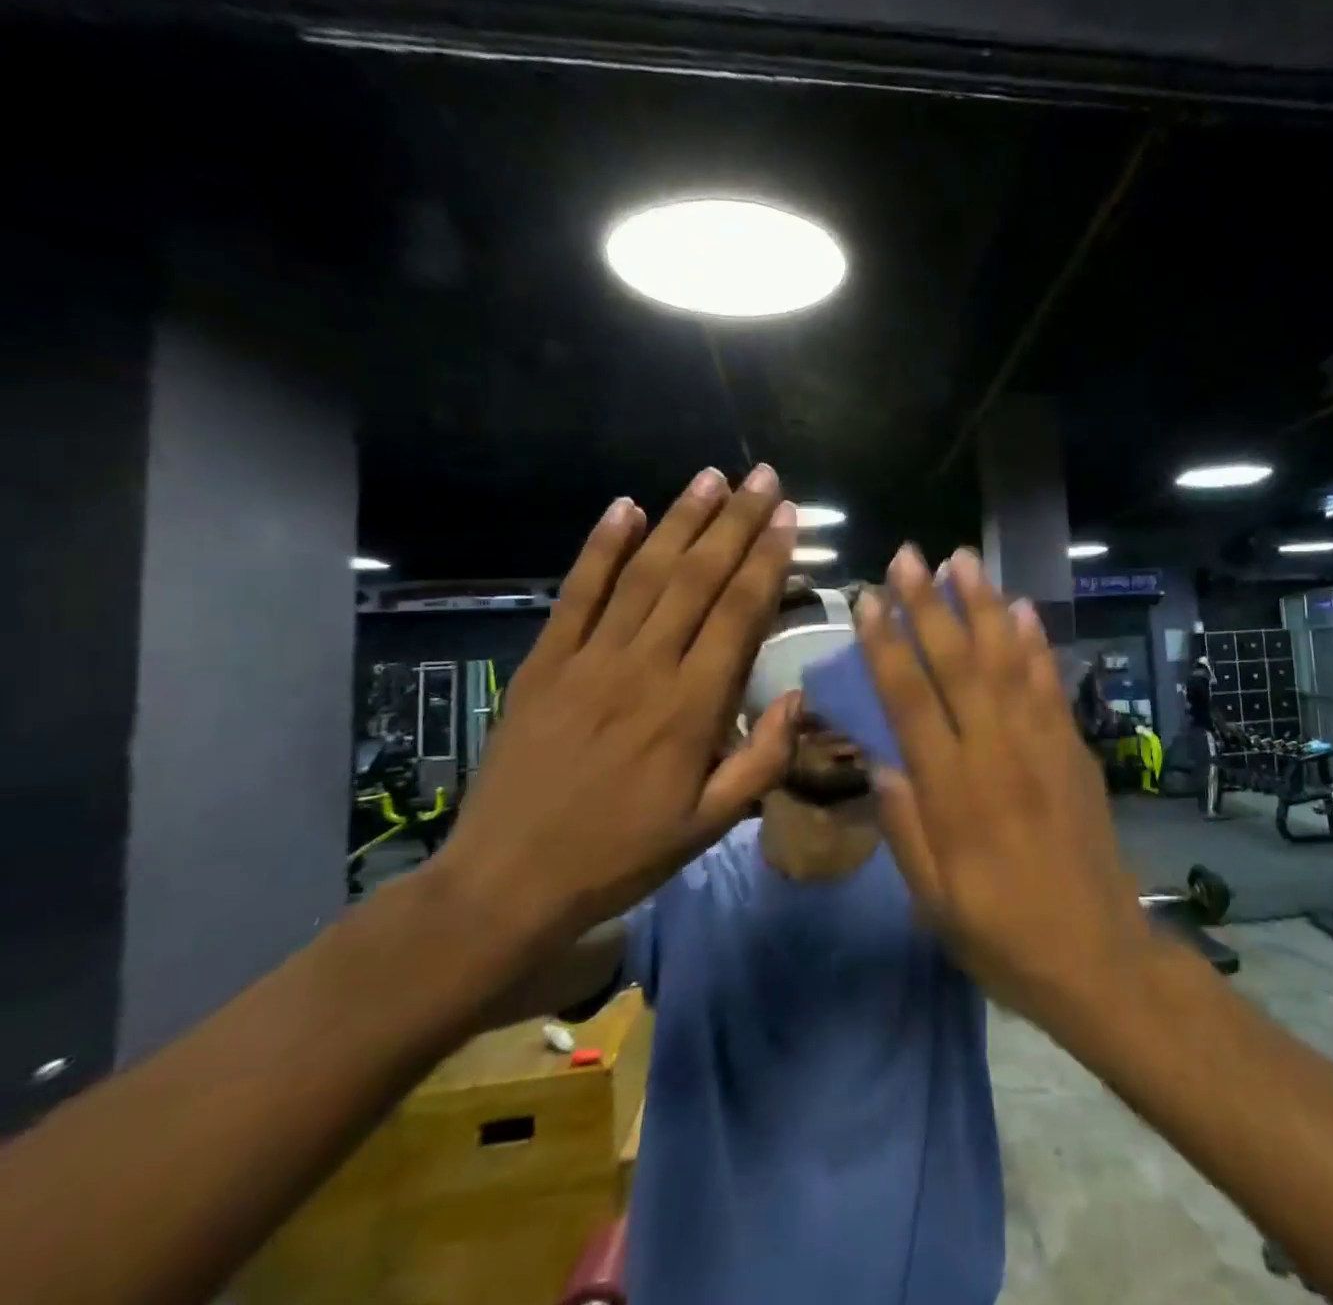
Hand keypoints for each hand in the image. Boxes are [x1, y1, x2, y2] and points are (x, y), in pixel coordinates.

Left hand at [433, 466, 796, 950]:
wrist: (506, 883)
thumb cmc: (622, 854)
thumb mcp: (711, 825)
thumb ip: (763, 760)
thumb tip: (799, 698)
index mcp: (692, 709)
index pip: (738, 613)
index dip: (766, 559)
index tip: (786, 516)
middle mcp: (644, 669)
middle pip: (697, 578)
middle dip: (735, 522)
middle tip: (762, 476)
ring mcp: (588, 660)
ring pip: (644, 574)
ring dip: (680, 520)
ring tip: (710, 478)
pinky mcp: (544, 663)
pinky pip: (576, 594)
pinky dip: (600, 548)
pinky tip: (624, 509)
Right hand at [855, 545, 1150, 1022]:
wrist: (1098, 956)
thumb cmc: (1002, 935)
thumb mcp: (933, 900)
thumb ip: (904, 828)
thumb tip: (880, 763)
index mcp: (953, 792)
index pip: (910, 701)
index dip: (886, 646)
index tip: (866, 601)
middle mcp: (997, 754)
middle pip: (957, 665)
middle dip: (928, 605)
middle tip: (908, 555)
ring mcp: (1042, 745)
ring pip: (1007, 661)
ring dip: (983, 606)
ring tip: (961, 560)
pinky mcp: (1074, 748)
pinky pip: (1051, 684)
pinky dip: (1035, 642)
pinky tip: (1020, 608)